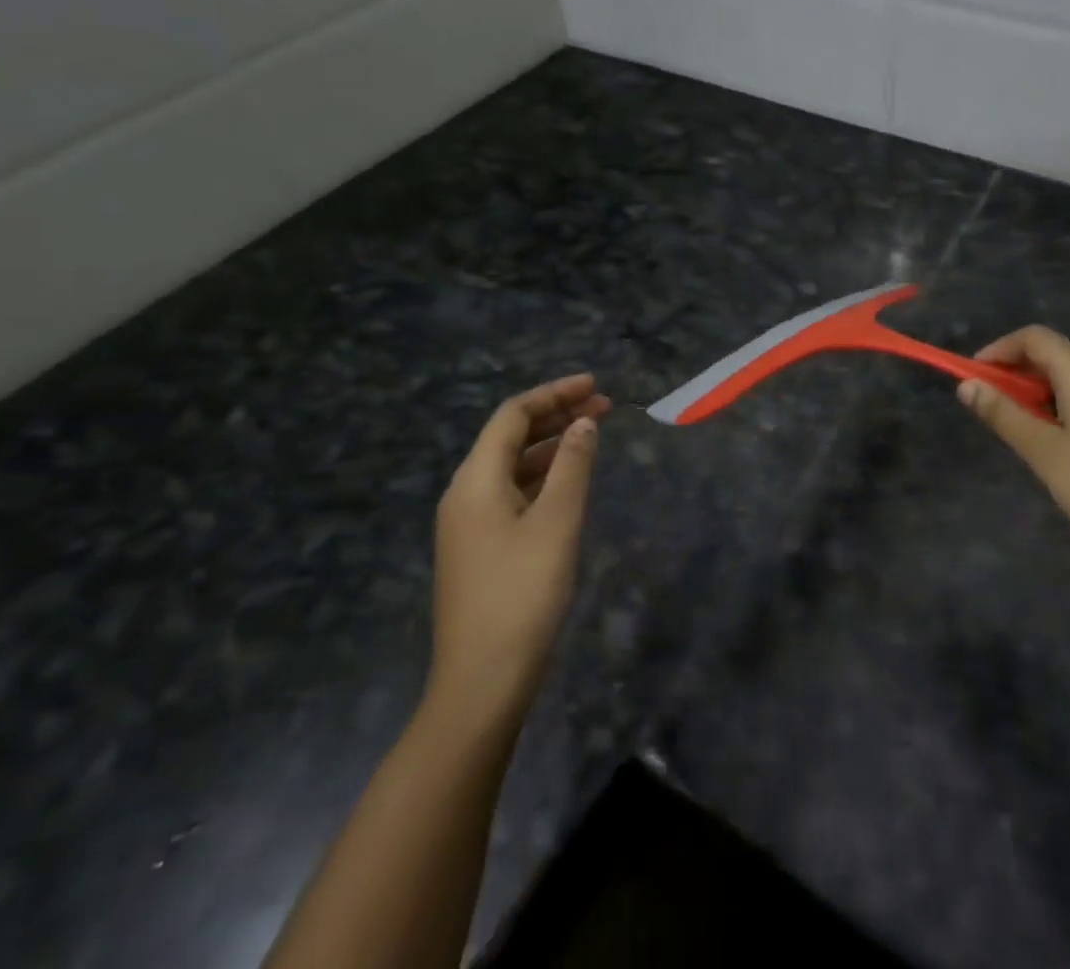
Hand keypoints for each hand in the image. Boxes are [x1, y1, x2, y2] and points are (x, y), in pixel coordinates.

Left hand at [423, 374, 611, 730]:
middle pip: (510, 437)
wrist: (481, 683)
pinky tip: (569, 484)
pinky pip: (511, 493)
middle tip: (604, 407)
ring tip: (593, 437)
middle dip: (556, 416)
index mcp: (475, 480)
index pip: (513, 415)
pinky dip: (542, 477)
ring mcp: (468, 524)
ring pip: (512, 466)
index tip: (595, 386)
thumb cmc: (522, 595)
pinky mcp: (479, 549)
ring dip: (551, 446)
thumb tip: (584, 423)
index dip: (554, 393)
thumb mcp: (557, 523)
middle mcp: (465, 494)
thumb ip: (573, 466)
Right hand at [957, 328, 1069, 584]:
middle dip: (1029, 376)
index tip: (978, 376)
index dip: (1000, 350)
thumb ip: (1004, 415)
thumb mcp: (1046, 455)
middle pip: (1065, 355)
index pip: (1035, 337)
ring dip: (1062, 393)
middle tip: (1009, 412)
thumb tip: (967, 385)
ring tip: (1050, 435)